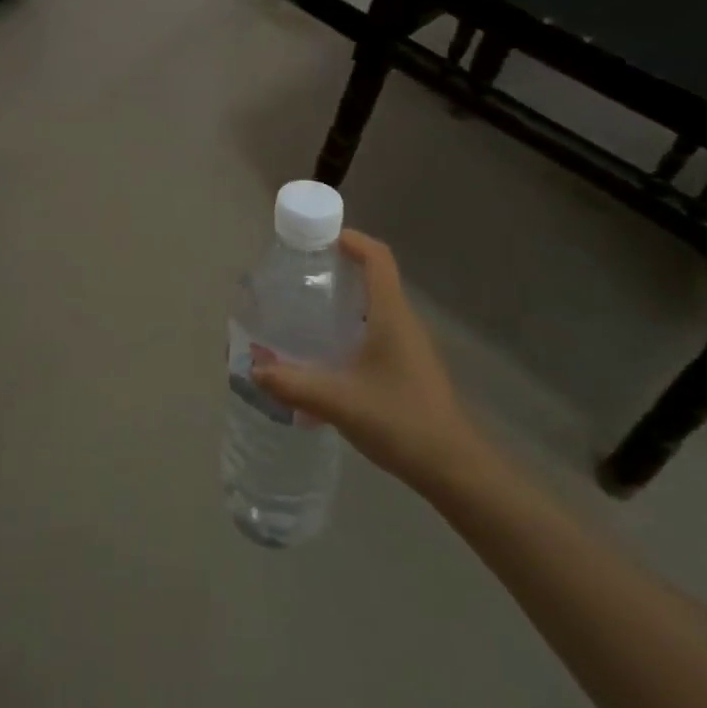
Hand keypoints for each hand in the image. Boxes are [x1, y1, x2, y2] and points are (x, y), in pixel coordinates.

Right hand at [254, 230, 494, 499]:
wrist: (453, 468)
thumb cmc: (400, 421)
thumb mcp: (339, 401)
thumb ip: (293, 383)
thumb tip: (253, 369)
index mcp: (391, 314)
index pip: (377, 257)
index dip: (351, 239)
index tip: (318, 239)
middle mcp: (403, 321)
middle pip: (374, 277)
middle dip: (338, 268)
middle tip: (300, 275)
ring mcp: (410, 345)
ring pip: (375, 306)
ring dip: (344, 300)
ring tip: (306, 310)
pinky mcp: (409, 367)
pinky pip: (377, 331)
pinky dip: (352, 327)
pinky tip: (328, 355)